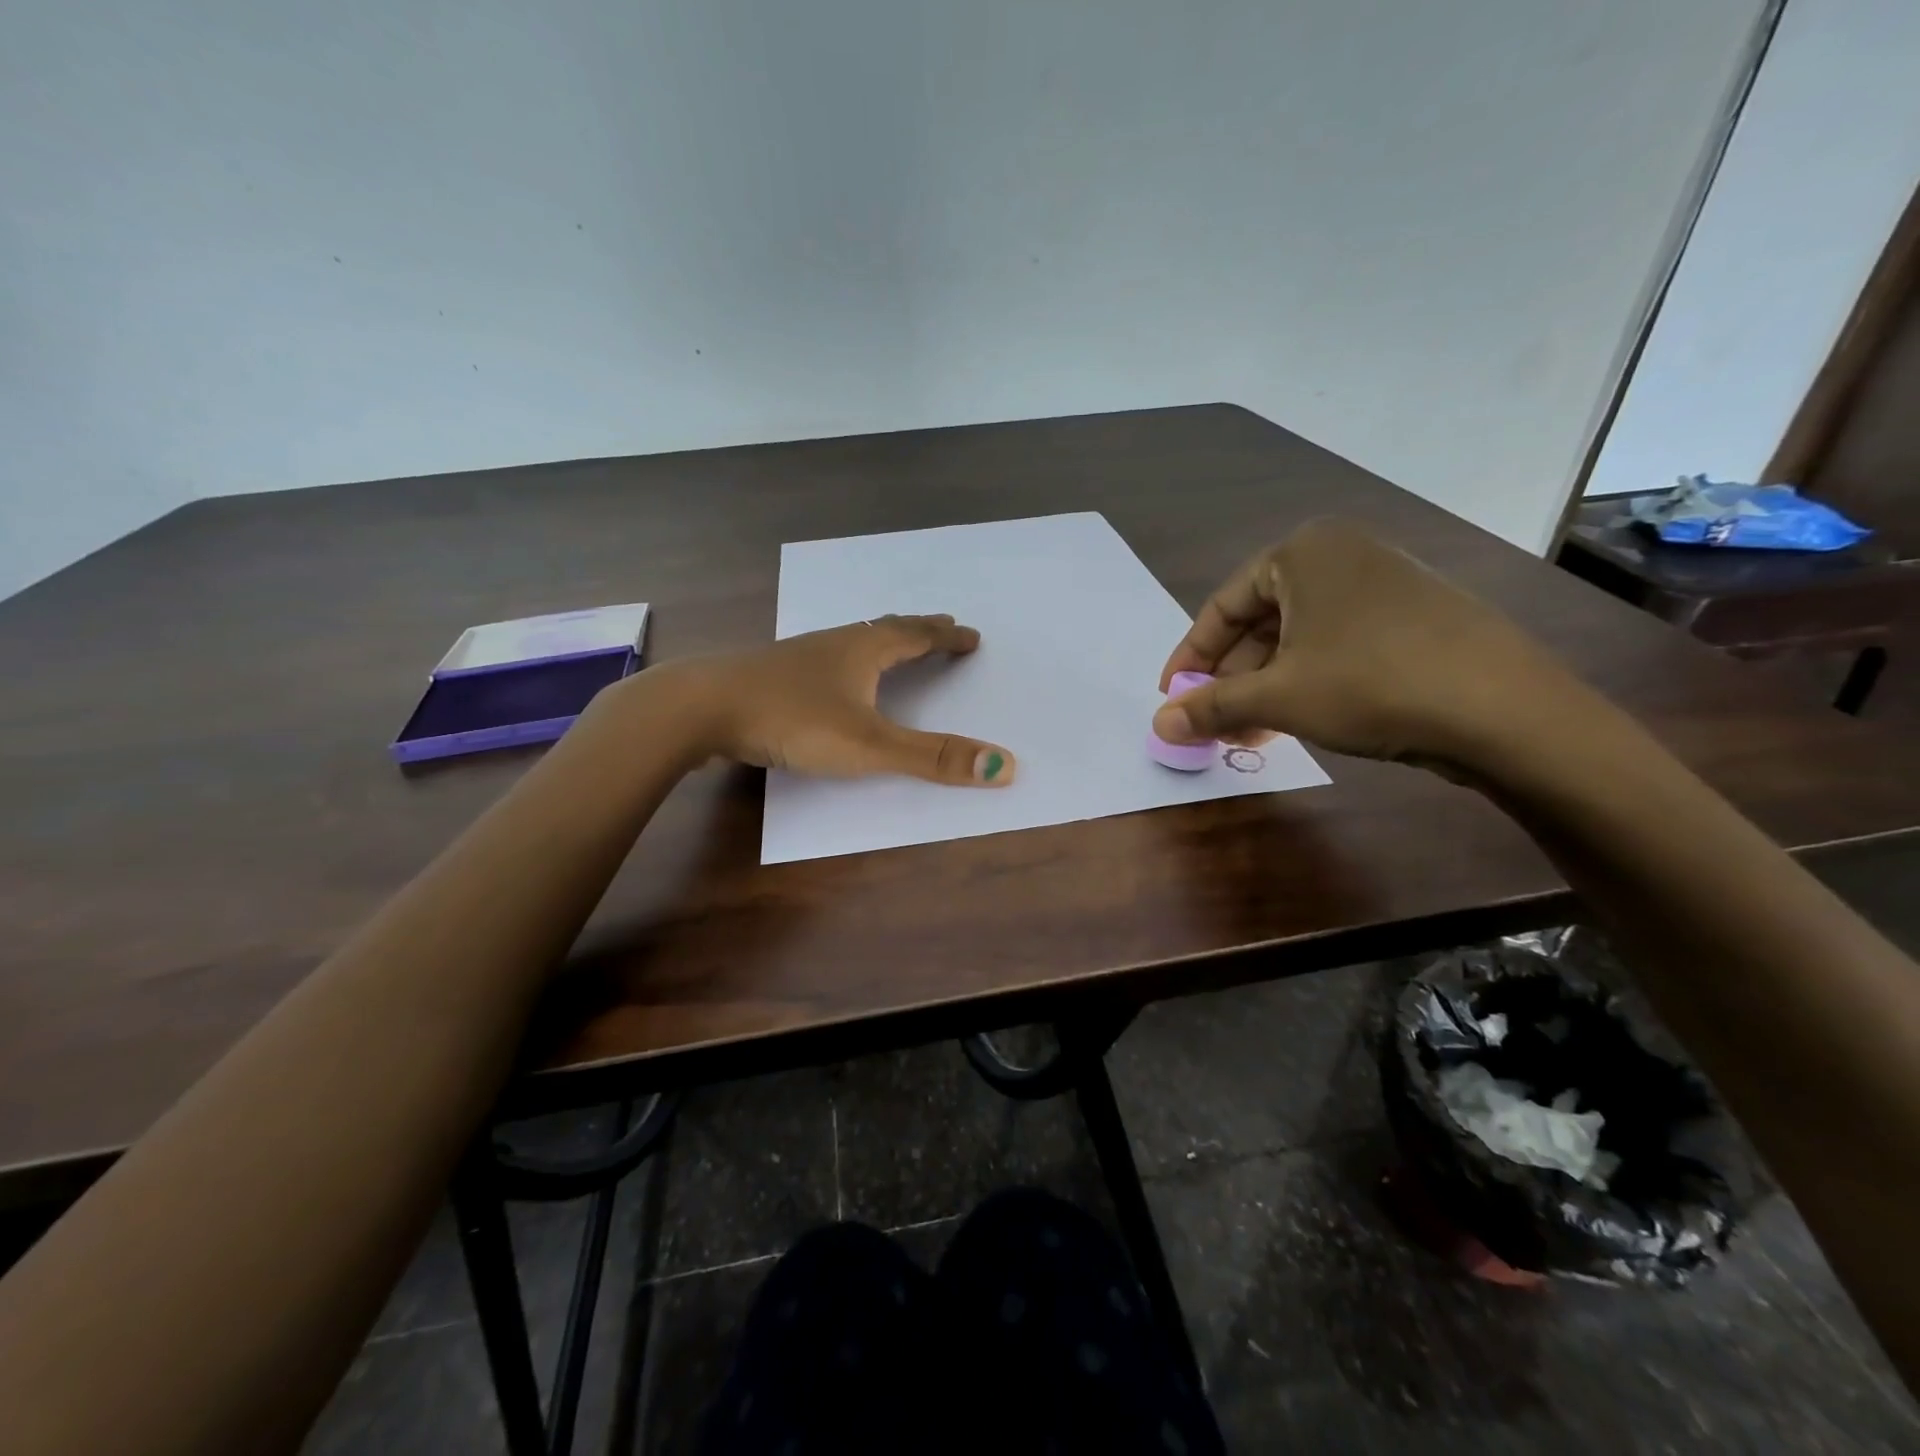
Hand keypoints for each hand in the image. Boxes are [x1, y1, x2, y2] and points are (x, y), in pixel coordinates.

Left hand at [650, 615, 1015, 785]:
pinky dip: (847, 661)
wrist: (700, 706)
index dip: (947, 636)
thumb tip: (1005, 766)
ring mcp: (799, 656)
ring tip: (894, 649)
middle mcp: (835, 643)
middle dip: (919, 631)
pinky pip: (825, 659)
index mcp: (864, 649)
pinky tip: (831, 679)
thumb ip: (933, 758)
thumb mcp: (870, 745)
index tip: (971, 635)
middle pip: (887, 629)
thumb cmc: (792, 719)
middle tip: (941, 629)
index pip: (918, 635)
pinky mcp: (772, 674)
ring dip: (882, 642)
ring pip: (852, 641)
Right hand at [1154, 519, 1565, 771]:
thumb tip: (1158, 725)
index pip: (1222, 606)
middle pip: (1260, 622)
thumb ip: (1211, 706)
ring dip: (1265, 688)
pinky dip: (1306, 682)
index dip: (1190, 658)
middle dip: (1231, 679)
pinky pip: (1336, 646)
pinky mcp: (1412, 618)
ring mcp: (1382, 585)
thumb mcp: (1277, 696)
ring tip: (1248, 735)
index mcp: (1302, 552)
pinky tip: (1296, 722)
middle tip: (1211, 724)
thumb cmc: (1370, 683)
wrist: (1505, 710)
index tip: (1172, 698)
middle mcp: (1341, 555)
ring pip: (1298, 639)